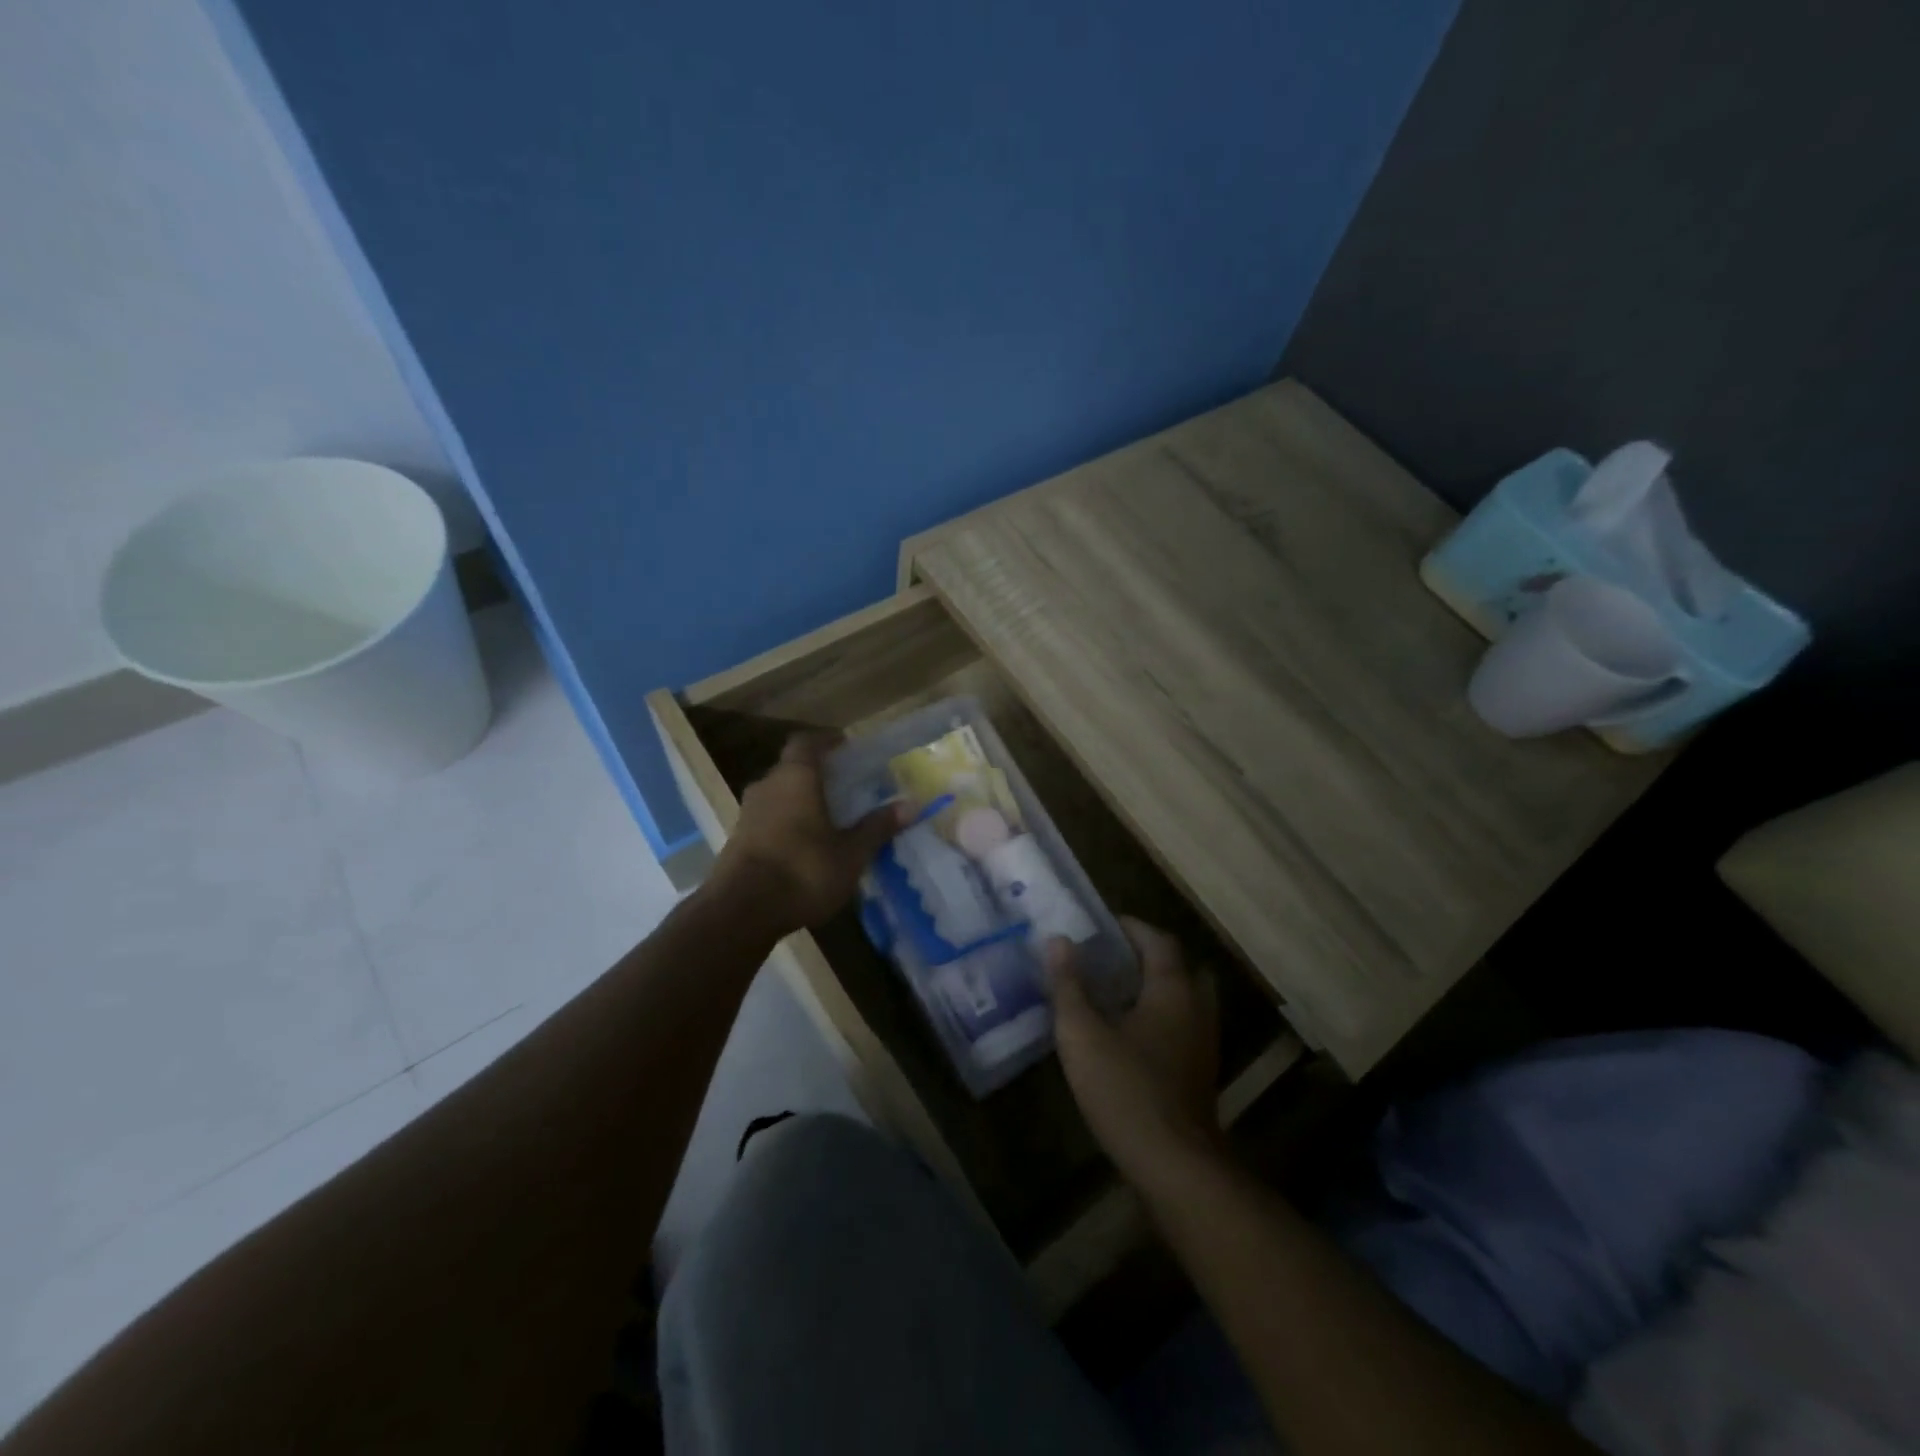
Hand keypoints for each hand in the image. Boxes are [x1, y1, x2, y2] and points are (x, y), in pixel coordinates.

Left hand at [708, 732, 906, 934]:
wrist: (740, 912)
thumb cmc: (803, 871)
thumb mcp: (851, 853)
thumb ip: (877, 827)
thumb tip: (911, 804)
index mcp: (795, 777)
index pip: (807, 742)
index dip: (826, 741)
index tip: (846, 748)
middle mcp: (767, 786)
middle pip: (792, 768)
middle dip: (818, 775)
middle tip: (846, 788)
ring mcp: (748, 813)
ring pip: (779, 795)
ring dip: (800, 801)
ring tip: (828, 819)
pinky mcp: (738, 840)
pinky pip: (768, 820)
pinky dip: (787, 824)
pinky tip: (804, 846)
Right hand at [1048, 918, 1224, 1187]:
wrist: (1175, 1166)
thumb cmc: (1126, 1090)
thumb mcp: (1082, 1034)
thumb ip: (1069, 985)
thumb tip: (1058, 940)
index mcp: (1172, 990)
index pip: (1158, 940)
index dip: (1131, 927)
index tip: (1102, 924)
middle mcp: (1196, 1009)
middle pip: (1179, 967)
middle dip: (1147, 956)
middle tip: (1111, 958)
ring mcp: (1204, 1044)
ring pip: (1185, 999)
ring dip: (1156, 988)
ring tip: (1116, 993)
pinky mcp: (1201, 1074)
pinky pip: (1183, 1027)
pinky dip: (1162, 1017)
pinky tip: (1130, 1036)